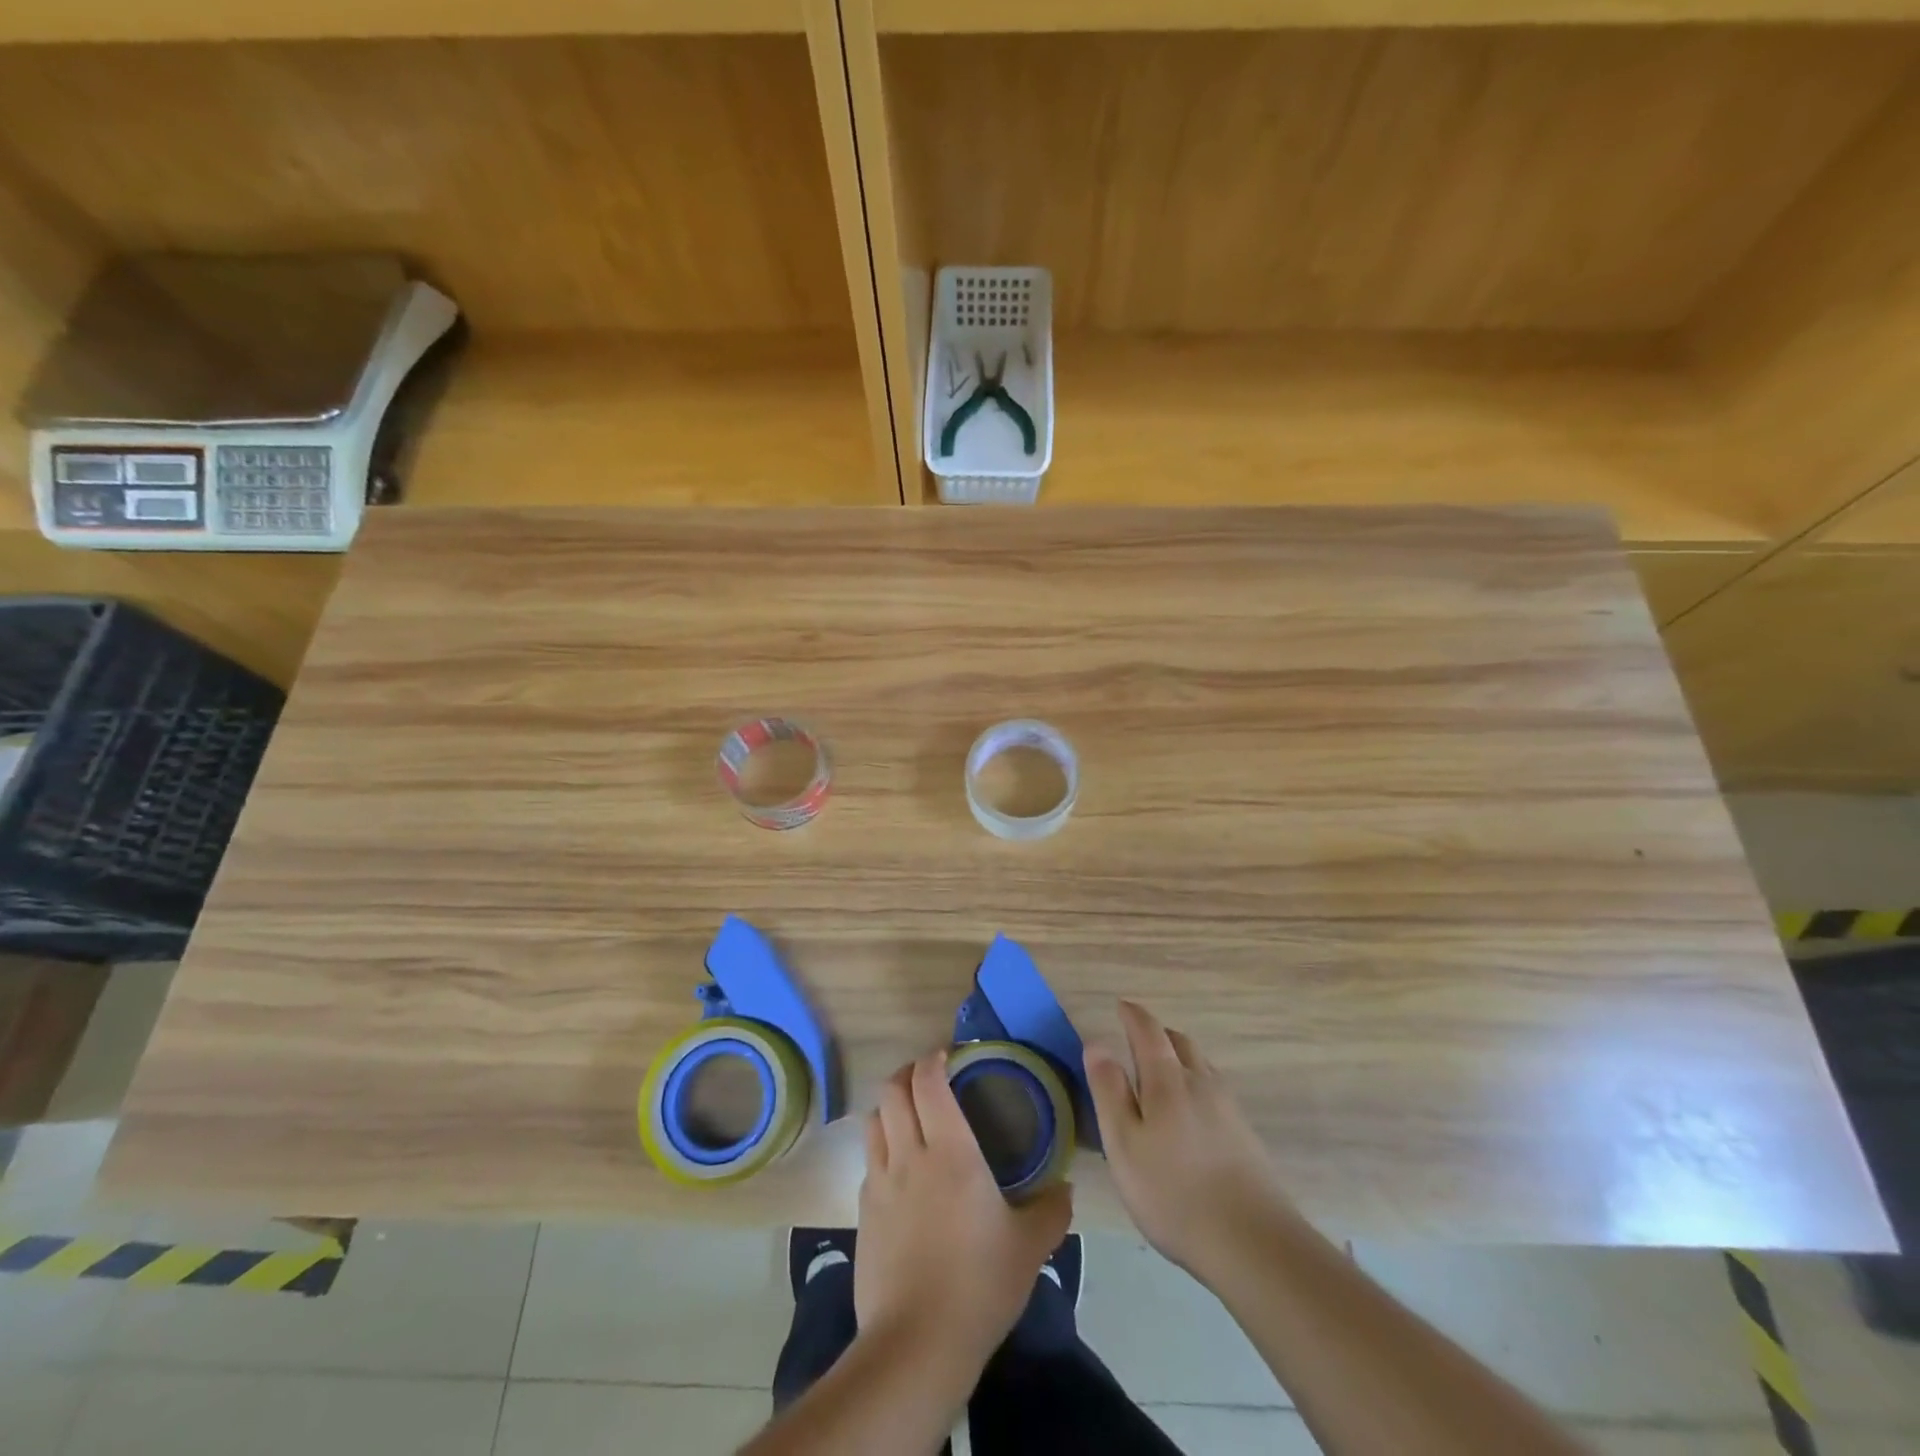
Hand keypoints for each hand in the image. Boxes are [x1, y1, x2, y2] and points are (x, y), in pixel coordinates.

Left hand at [856, 1049, 1072, 1366]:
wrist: (916, 1345)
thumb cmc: (979, 1285)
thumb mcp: (1030, 1247)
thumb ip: (1052, 1209)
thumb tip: (1065, 1188)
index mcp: (950, 1150)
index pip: (928, 1081)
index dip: (933, 1059)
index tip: (948, 1056)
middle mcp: (908, 1155)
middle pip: (892, 1090)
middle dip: (908, 1073)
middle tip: (930, 1079)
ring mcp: (879, 1183)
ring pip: (873, 1120)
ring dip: (890, 1107)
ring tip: (911, 1117)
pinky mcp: (862, 1214)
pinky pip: (869, 1162)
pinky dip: (882, 1149)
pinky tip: (901, 1172)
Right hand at [1084, 999, 1295, 1286]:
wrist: (1253, 1243)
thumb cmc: (1173, 1192)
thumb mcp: (1124, 1144)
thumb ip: (1109, 1091)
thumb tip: (1096, 1044)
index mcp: (1167, 1080)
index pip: (1148, 1032)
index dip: (1133, 1015)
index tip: (1121, 1006)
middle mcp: (1201, 1082)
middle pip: (1180, 1042)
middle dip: (1157, 1034)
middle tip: (1137, 1040)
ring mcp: (1228, 1108)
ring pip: (1200, 1065)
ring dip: (1179, 1058)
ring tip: (1161, 1074)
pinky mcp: (1245, 1134)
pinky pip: (1214, 1090)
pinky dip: (1195, 1083)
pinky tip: (1190, 1112)